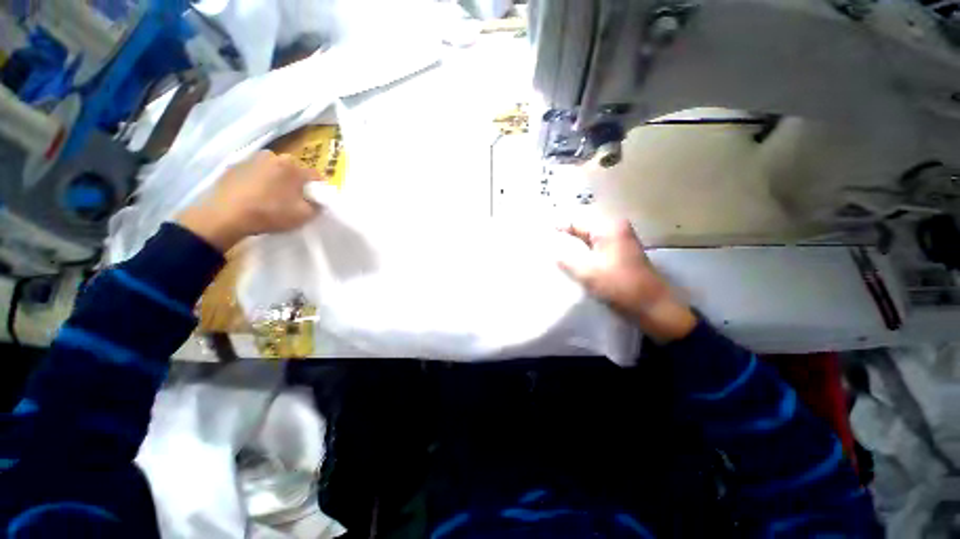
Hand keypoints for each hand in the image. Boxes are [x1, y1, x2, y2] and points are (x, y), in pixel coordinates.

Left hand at [177, 151, 320, 251]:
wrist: (225, 215)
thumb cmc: (270, 213)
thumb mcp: (304, 215)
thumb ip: (317, 206)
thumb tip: (317, 201)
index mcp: (293, 166)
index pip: (315, 176)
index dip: (318, 189)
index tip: (315, 201)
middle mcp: (273, 156)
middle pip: (293, 170)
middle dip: (295, 182)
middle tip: (292, 199)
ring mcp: (251, 159)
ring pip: (273, 170)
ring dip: (276, 180)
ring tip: (271, 197)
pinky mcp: (234, 166)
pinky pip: (255, 173)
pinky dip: (258, 181)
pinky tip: (254, 196)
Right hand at [557, 217, 696, 342]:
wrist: (652, 306)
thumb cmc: (620, 286)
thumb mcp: (587, 272)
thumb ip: (565, 258)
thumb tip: (551, 250)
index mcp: (608, 228)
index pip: (575, 221)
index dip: (557, 228)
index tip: (541, 235)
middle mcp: (616, 228)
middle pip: (582, 228)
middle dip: (565, 236)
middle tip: (546, 245)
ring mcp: (620, 240)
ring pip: (588, 238)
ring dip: (573, 245)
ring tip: (555, 252)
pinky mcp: (621, 252)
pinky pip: (596, 247)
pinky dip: (583, 252)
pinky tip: (572, 260)